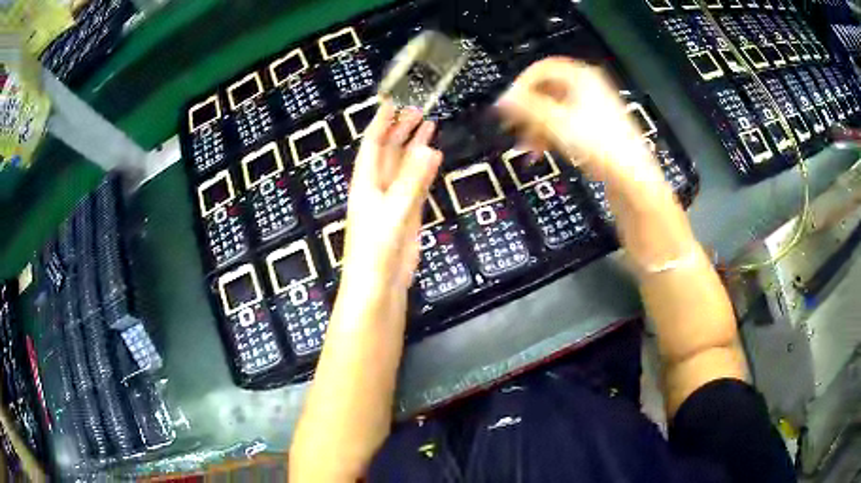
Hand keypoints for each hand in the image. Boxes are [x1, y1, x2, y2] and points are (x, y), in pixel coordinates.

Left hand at [336, 101, 441, 323]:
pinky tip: (434, 157)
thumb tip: (429, 148)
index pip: (372, 144)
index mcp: (366, 182)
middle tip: (419, 110)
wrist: (379, 284)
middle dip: (401, 130)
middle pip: (389, 151)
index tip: (393, 102)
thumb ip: (411, 180)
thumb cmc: (376, 247)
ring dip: (414, 147)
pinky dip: (424, 170)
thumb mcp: (393, 211)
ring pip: (404, 166)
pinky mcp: (407, 213)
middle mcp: (377, 186)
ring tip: (429, 125)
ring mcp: (393, 199)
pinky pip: (416, 184)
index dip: (381, 122)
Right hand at [496, 57, 659, 183]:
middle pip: (547, 90)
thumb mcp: (556, 123)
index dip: (521, 85)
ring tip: (528, 147)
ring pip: (554, 109)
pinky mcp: (596, 128)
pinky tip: (543, 151)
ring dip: (537, 126)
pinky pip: (565, 123)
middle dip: (528, 111)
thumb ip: (525, 108)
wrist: (631, 177)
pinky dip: (551, 134)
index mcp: (581, 77)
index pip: (541, 69)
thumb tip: (500, 101)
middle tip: (514, 128)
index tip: (509, 106)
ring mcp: (593, 108)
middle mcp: (588, 87)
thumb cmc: (598, 145)